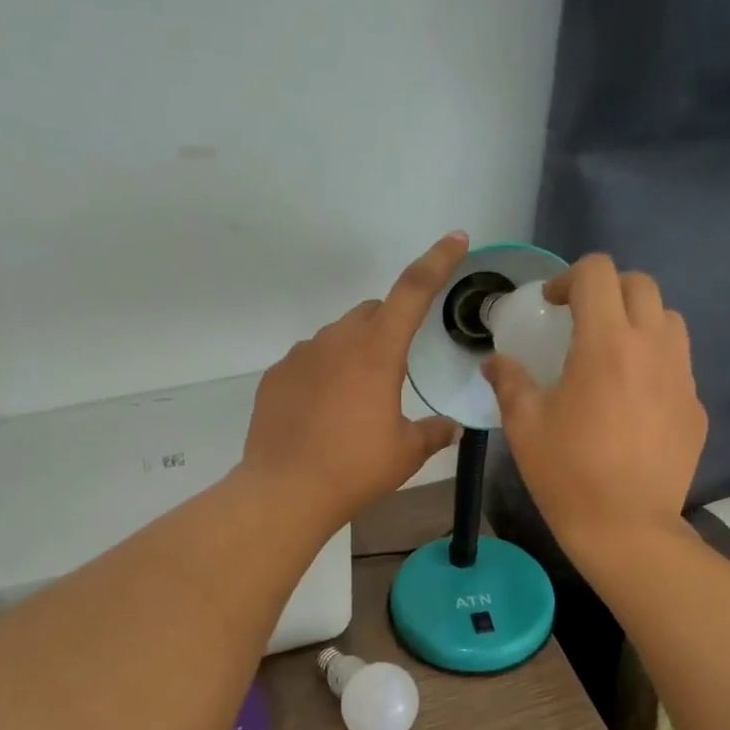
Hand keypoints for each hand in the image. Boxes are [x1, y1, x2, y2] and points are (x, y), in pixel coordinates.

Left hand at [242, 232, 465, 527]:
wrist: (286, 490)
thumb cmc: (355, 468)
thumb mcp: (406, 453)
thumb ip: (434, 433)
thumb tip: (452, 428)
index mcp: (377, 351)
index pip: (413, 291)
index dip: (437, 261)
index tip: (455, 239)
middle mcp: (336, 341)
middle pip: (372, 312)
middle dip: (389, 327)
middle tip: (396, 369)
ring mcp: (300, 356)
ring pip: (337, 338)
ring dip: (353, 354)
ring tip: (354, 402)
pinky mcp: (275, 376)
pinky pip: (308, 362)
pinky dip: (322, 375)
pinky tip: (322, 413)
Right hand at [483, 254, 705, 561]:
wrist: (626, 527)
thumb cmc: (567, 474)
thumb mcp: (524, 426)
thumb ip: (509, 382)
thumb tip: (495, 362)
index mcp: (605, 344)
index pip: (597, 273)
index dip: (569, 278)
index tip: (552, 305)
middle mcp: (652, 347)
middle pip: (640, 284)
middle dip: (607, 290)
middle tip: (582, 321)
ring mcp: (681, 376)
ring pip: (668, 319)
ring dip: (638, 321)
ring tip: (613, 354)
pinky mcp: (695, 406)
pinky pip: (678, 365)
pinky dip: (654, 363)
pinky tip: (633, 401)